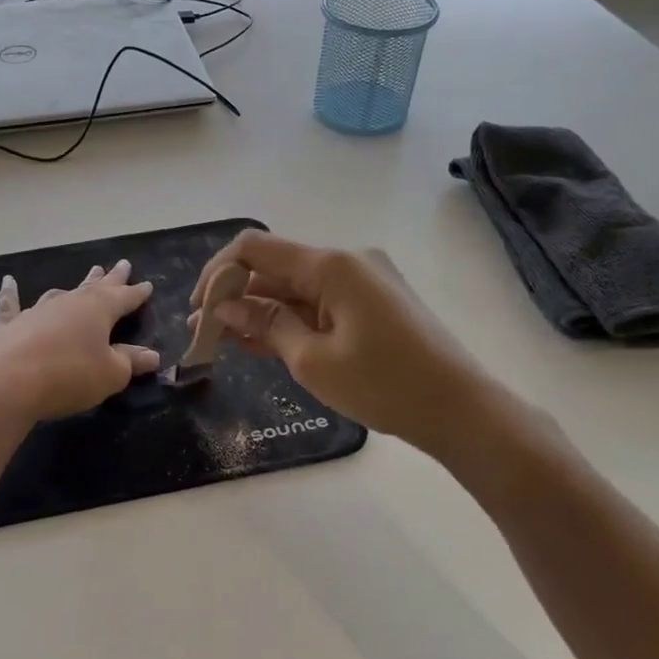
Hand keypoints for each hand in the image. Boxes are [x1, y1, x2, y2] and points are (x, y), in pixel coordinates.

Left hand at [0, 261, 159, 424]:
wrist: (7, 383)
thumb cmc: (69, 376)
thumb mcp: (110, 374)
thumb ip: (130, 362)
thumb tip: (152, 355)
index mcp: (99, 310)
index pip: (124, 298)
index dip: (137, 293)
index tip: (147, 285)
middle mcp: (69, 303)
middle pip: (95, 287)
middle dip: (111, 278)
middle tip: (122, 264)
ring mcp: (37, 311)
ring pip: (61, 293)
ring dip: (76, 285)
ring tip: (87, 276)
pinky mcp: (10, 325)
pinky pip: (11, 304)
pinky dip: (10, 293)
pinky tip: (8, 281)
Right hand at [191, 231, 480, 450]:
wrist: (461, 409)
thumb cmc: (385, 384)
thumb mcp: (313, 360)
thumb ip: (266, 324)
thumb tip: (225, 305)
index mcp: (332, 265)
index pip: (255, 249)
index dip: (218, 273)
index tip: (198, 308)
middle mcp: (347, 261)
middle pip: (275, 267)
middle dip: (235, 295)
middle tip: (205, 333)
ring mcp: (363, 281)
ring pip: (295, 287)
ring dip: (260, 309)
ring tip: (225, 339)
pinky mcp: (373, 302)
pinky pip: (319, 302)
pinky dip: (290, 319)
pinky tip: (262, 340)